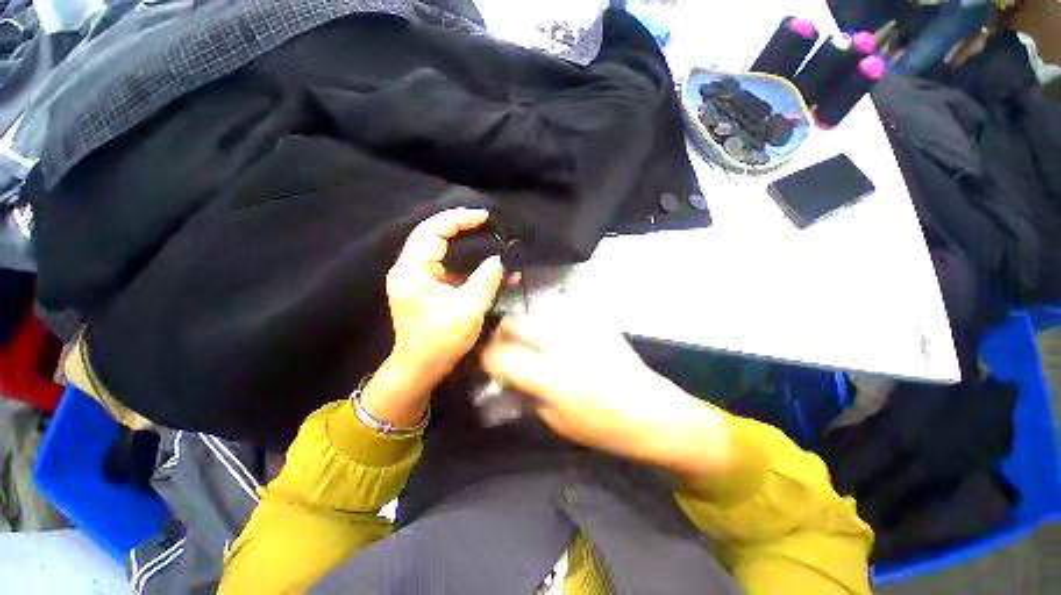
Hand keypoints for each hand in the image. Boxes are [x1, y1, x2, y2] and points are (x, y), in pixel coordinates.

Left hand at [361, 209, 505, 427]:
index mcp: (412, 271)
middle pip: (434, 235)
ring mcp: (418, 278)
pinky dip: (468, 264)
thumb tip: (501, 258)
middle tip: (488, 223)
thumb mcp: (468, 309)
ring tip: (491, 238)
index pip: (432, 231)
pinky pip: (448, 267)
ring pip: (442, 250)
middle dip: (461, 226)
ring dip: (466, 244)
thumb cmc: (440, 342)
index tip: (485, 217)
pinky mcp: (428, 287)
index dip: (459, 220)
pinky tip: (488, 266)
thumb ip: (486, 279)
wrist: (420, 369)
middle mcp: (410, 269)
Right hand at [481, 317, 731, 477]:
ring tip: (531, 343)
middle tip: (504, 349)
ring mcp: (579, 327)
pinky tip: (557, 338)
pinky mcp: (594, 321)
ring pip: (534, 315)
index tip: (485, 363)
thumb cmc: (606, 427)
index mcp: (550, 376)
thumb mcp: (558, 423)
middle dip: (500, 336)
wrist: (654, 412)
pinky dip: (549, 324)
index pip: (499, 355)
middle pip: (514, 324)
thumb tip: (506, 377)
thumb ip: (526, 395)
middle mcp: (561, 343)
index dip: (485, 357)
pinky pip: (559, 313)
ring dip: (524, 329)